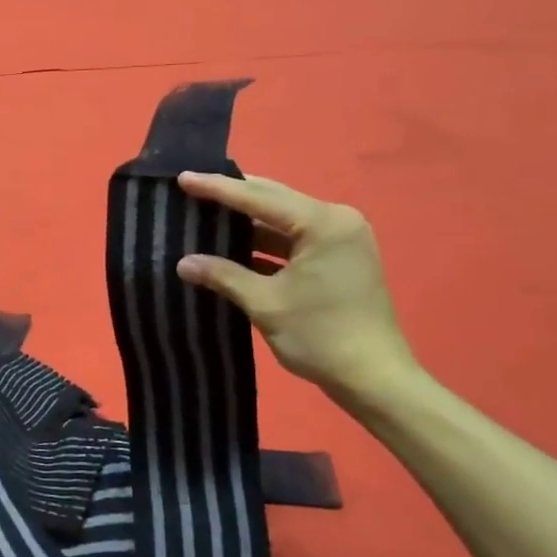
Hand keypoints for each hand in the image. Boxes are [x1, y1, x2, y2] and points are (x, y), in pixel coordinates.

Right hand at [175, 173, 417, 399]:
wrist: (374, 379)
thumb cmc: (320, 337)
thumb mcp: (265, 304)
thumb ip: (223, 276)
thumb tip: (182, 263)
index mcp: (322, 223)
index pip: (259, 198)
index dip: (218, 189)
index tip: (183, 178)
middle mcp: (336, 220)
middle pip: (274, 200)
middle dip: (233, 196)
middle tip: (192, 188)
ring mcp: (341, 238)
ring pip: (283, 219)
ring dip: (247, 221)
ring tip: (206, 214)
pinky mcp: (339, 257)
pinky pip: (294, 238)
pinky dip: (265, 242)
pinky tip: (233, 245)